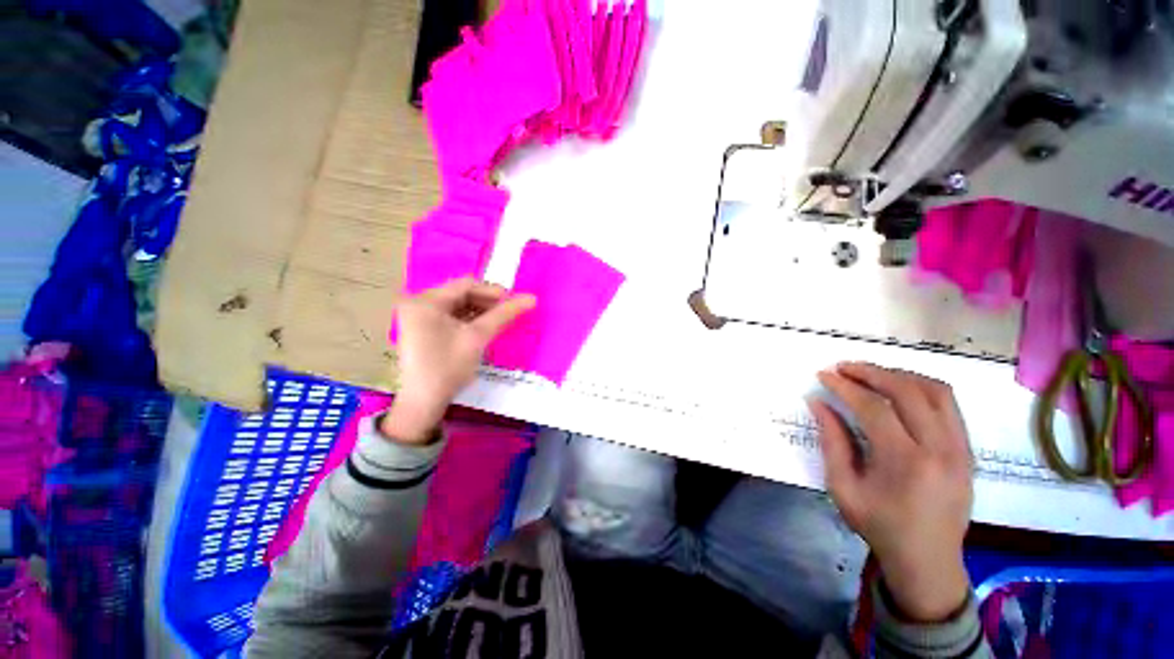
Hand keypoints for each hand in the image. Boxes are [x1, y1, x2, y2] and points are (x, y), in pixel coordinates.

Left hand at [381, 278, 535, 443]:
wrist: (423, 402)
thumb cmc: (449, 367)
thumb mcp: (478, 337)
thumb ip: (504, 314)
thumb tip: (532, 298)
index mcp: (426, 301)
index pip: (466, 285)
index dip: (493, 291)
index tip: (515, 302)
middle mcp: (418, 302)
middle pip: (461, 294)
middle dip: (487, 302)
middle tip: (510, 312)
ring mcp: (419, 316)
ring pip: (458, 305)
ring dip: (480, 311)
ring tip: (501, 320)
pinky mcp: (422, 328)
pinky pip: (451, 316)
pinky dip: (469, 320)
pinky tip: (485, 327)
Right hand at [809, 362, 973, 621]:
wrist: (928, 559)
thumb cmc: (880, 525)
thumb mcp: (843, 487)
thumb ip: (831, 441)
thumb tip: (818, 403)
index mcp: (905, 462)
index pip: (874, 407)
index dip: (845, 386)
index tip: (824, 375)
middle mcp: (940, 449)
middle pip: (908, 390)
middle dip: (871, 371)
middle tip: (844, 367)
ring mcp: (960, 448)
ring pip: (935, 390)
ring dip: (899, 375)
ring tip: (871, 374)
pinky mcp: (967, 449)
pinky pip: (949, 404)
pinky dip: (920, 387)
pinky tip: (898, 390)